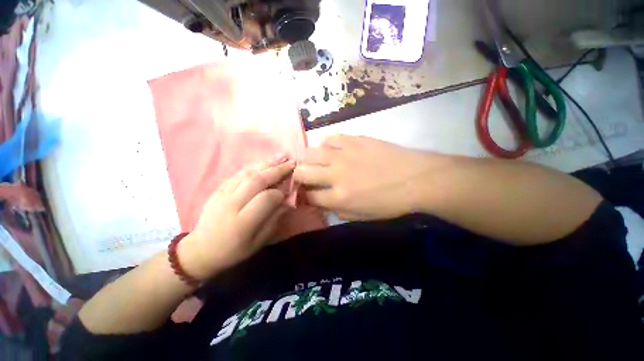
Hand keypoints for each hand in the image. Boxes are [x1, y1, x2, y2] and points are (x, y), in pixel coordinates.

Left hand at [179, 155, 295, 280]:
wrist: (201, 250)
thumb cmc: (233, 250)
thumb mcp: (258, 242)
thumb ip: (274, 219)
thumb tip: (286, 201)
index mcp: (243, 222)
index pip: (266, 199)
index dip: (280, 192)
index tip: (288, 191)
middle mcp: (232, 204)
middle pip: (257, 181)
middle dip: (277, 170)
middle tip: (292, 163)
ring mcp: (223, 194)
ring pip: (248, 173)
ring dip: (267, 163)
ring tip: (281, 156)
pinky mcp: (219, 188)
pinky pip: (238, 173)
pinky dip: (254, 165)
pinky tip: (264, 161)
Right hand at [294, 135, 446, 219]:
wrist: (416, 179)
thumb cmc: (390, 202)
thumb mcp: (362, 216)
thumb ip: (337, 210)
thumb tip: (322, 202)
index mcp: (339, 197)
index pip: (309, 196)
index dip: (305, 196)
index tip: (306, 194)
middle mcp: (335, 174)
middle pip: (303, 172)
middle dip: (299, 176)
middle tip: (305, 177)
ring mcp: (343, 154)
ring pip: (311, 152)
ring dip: (309, 159)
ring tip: (316, 162)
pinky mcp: (354, 140)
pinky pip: (330, 138)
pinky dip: (327, 145)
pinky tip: (333, 150)